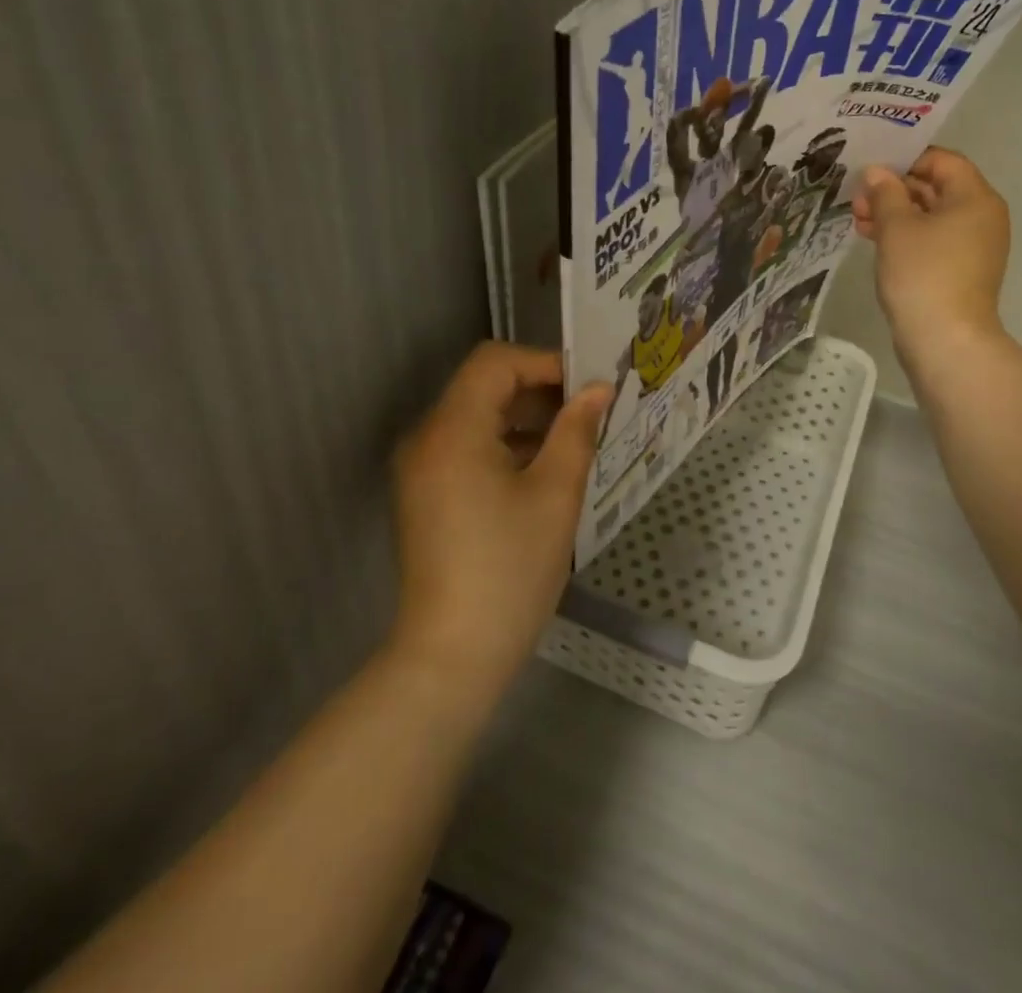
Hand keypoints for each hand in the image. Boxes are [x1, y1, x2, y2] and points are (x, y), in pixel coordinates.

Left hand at [388, 344, 612, 700]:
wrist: (452, 656)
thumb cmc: (509, 569)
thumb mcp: (555, 494)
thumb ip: (577, 431)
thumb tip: (599, 390)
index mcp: (453, 430)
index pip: (495, 363)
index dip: (545, 363)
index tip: (588, 388)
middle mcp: (427, 439)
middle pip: (484, 387)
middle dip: (540, 390)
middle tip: (590, 411)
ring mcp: (422, 469)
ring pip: (478, 418)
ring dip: (526, 419)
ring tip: (576, 440)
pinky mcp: (426, 495)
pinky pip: (468, 448)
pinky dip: (507, 446)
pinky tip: (546, 471)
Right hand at [853, 147, 1011, 352]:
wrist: (945, 339)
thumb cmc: (923, 273)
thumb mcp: (896, 227)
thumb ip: (885, 193)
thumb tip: (877, 172)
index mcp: (975, 198)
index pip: (943, 161)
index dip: (906, 159)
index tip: (872, 167)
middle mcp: (981, 217)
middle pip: (936, 188)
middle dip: (894, 189)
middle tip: (856, 197)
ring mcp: (972, 246)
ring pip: (930, 216)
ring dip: (894, 213)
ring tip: (857, 219)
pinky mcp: (960, 270)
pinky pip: (932, 240)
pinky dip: (905, 235)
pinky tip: (873, 238)